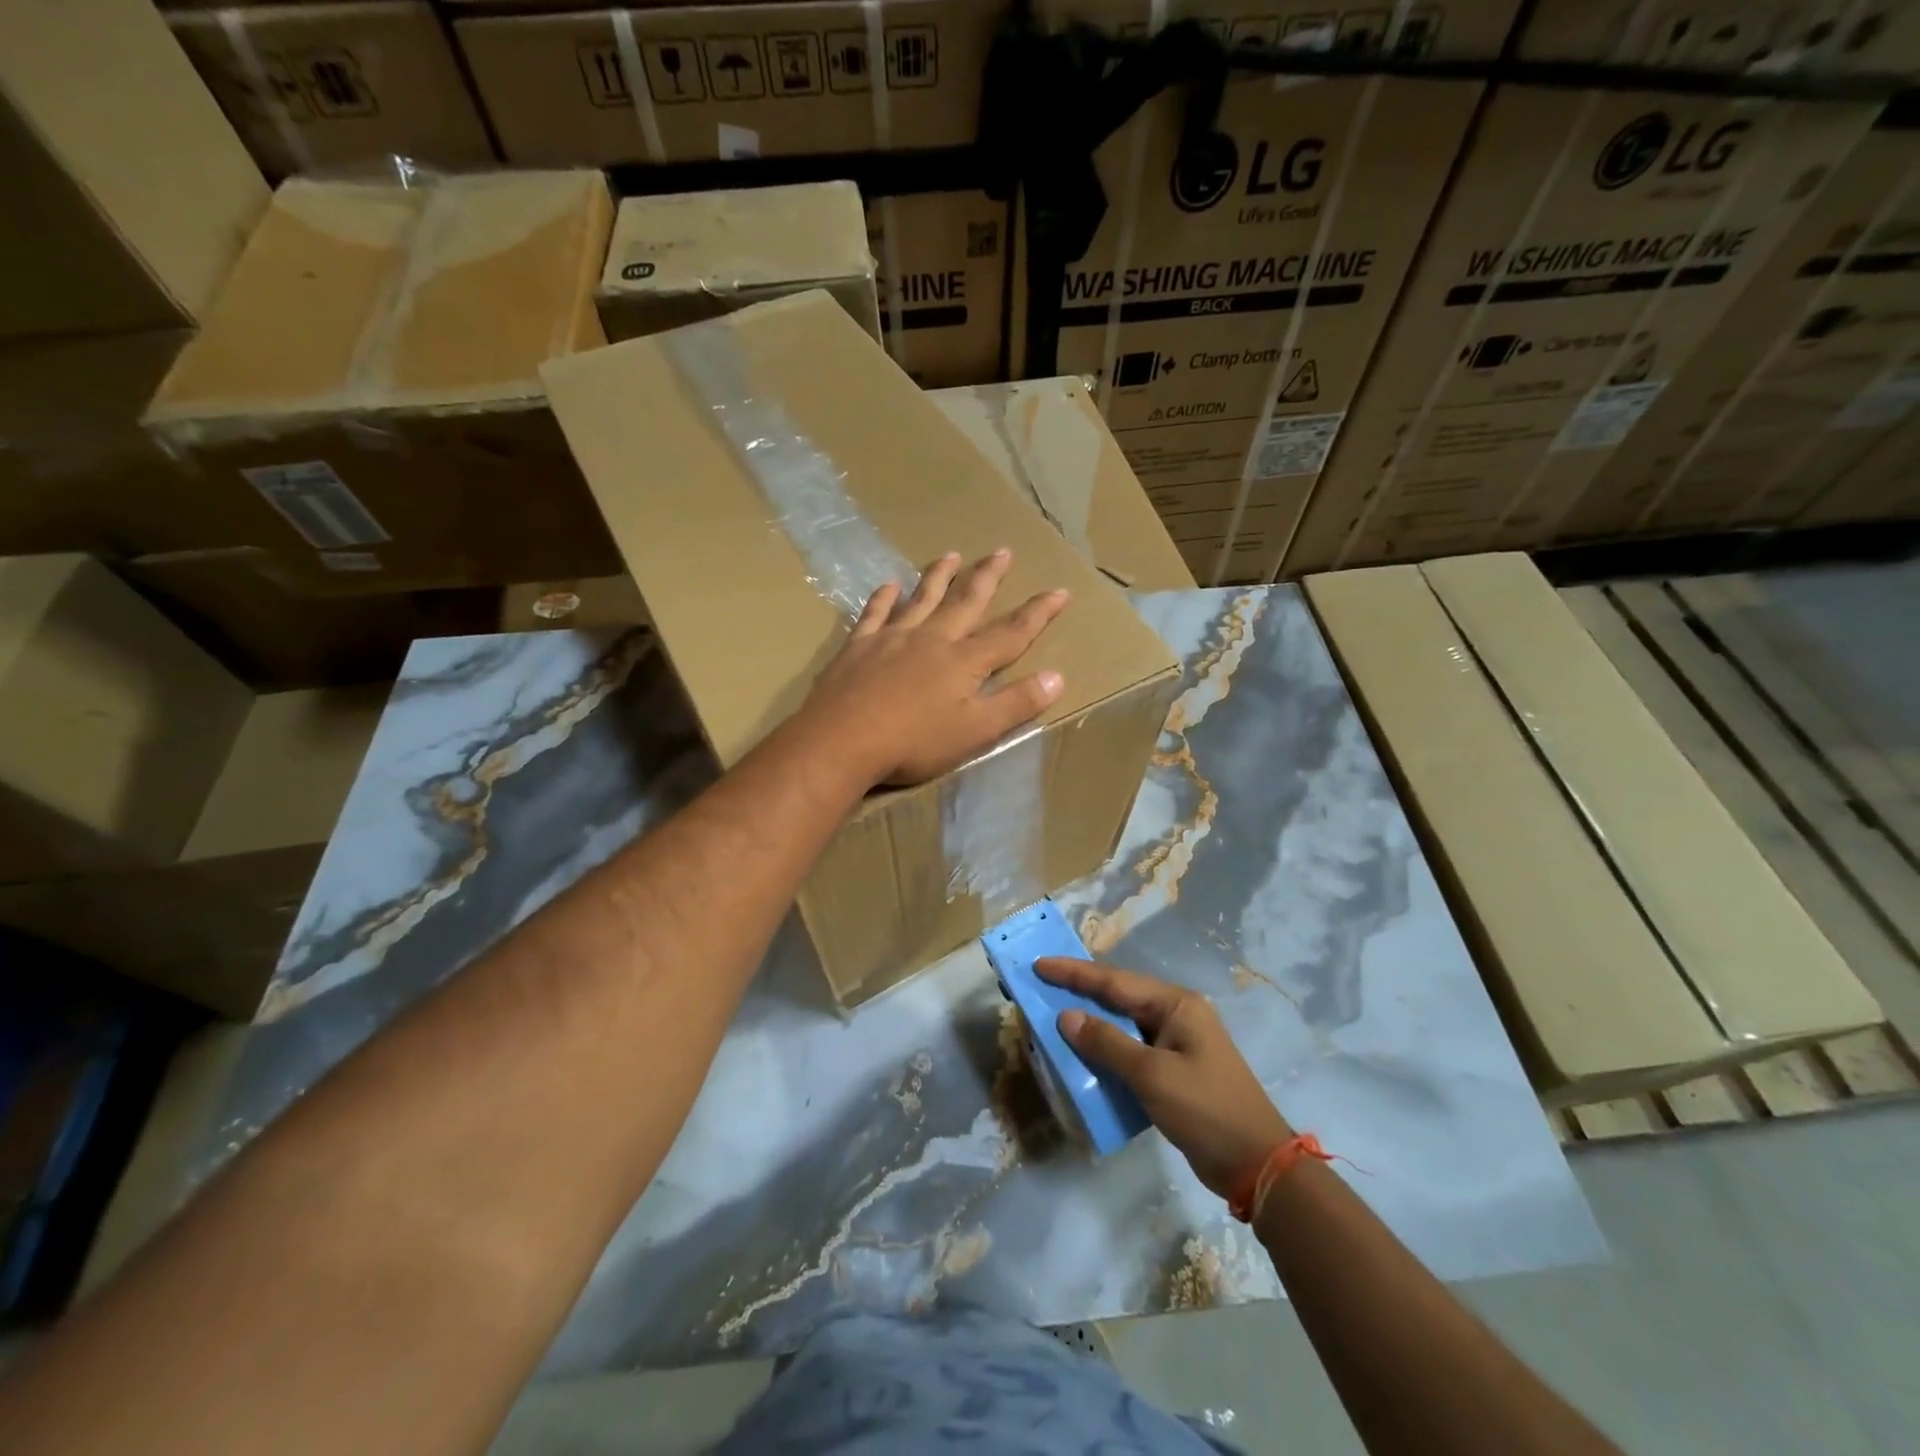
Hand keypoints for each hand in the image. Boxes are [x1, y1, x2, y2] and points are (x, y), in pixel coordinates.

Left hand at [802, 549, 1068, 786]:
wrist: (842, 740)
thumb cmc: (914, 742)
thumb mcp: (975, 731)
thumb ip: (1016, 703)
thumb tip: (1057, 676)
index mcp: (964, 661)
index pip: (1011, 632)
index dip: (1038, 612)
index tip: (1060, 590)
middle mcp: (932, 638)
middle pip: (966, 601)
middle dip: (988, 577)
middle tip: (1002, 551)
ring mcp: (893, 638)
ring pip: (922, 598)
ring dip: (939, 576)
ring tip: (951, 554)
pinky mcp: (859, 646)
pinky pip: (875, 613)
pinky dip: (884, 597)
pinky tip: (889, 585)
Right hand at [1038, 957, 1291, 1197]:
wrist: (1256, 1164)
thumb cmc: (1205, 1109)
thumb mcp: (1152, 1075)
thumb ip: (1107, 1043)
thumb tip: (1066, 1017)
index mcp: (1176, 1004)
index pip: (1115, 981)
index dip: (1074, 973)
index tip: (1039, 964)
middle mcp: (1175, 1015)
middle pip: (1118, 996)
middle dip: (1079, 991)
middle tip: (1040, 985)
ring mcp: (1176, 1043)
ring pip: (1122, 1023)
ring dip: (1090, 1022)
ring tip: (1053, 1016)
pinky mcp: (1173, 1069)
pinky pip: (1129, 1049)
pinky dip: (1105, 1049)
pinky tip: (1083, 1055)